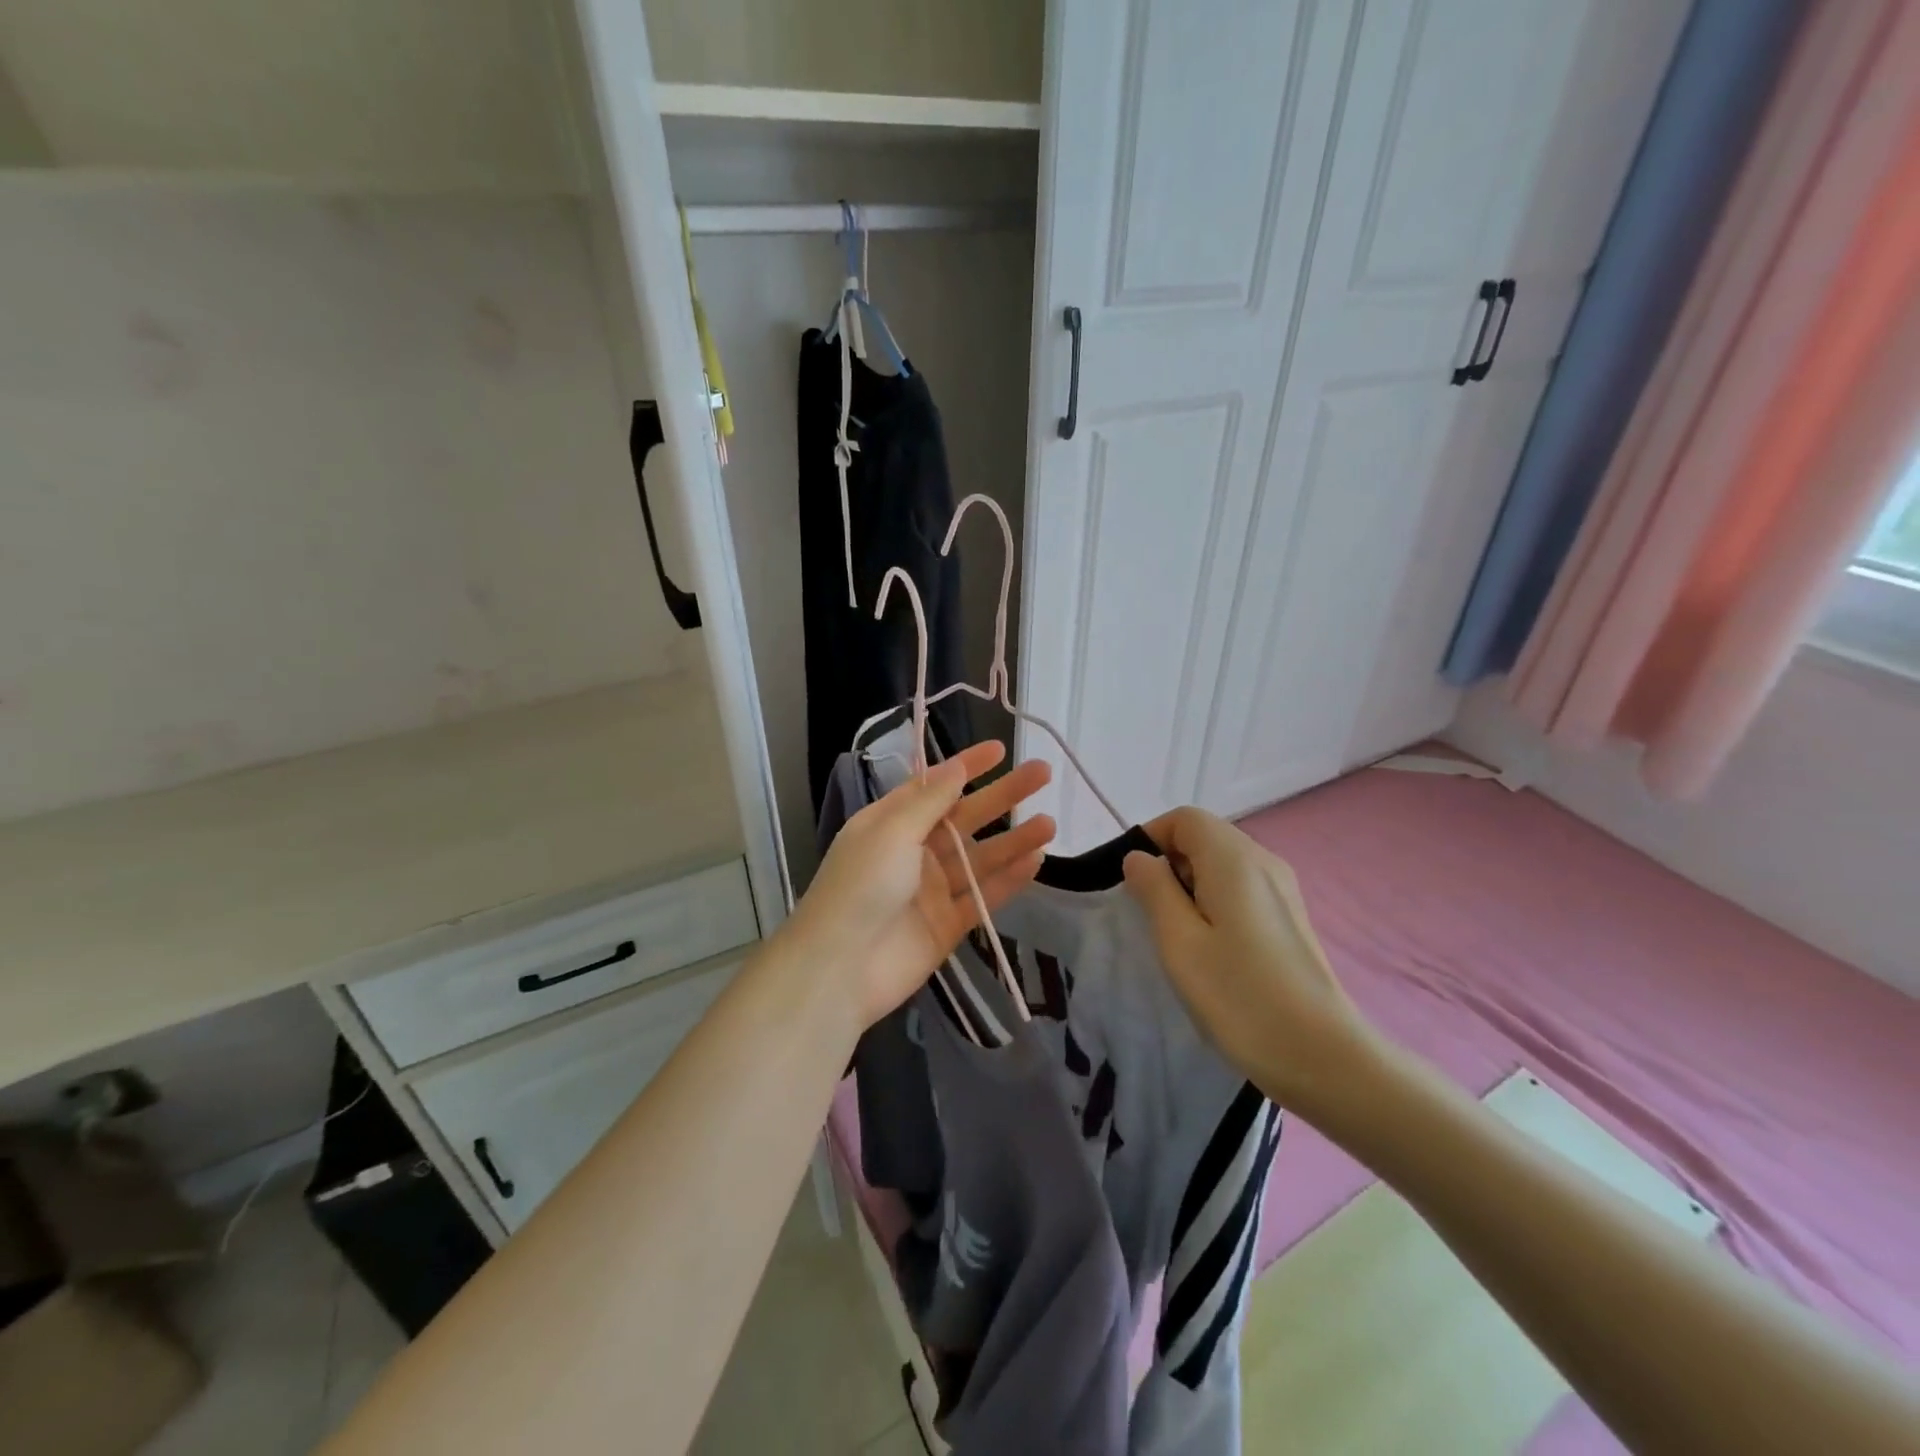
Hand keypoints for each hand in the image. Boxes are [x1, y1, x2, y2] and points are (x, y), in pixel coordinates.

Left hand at [787, 741, 1054, 1030]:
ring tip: (1050, 823)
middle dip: (1002, 796)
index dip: (966, 765)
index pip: (934, 786)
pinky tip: (1036, 860)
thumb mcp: (892, 831)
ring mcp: (931, 889)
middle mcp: (912, 851)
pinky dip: (1009, 879)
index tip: (1000, 749)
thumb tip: (955, 765)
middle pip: (965, 817)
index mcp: (890, 823)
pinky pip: (984, 896)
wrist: (840, 968)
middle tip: (1042, 773)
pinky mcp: (948, 924)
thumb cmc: (861, 886)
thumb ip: (930, 801)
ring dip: (1013, 839)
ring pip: (980, 857)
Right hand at [1122, 807, 1377, 1117]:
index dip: (1151, 839)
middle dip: (1170, 864)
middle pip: (1205, 838)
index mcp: (1234, 859)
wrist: (1323, 1057)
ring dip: (1191, 886)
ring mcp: (1284, 890)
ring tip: (1179, 937)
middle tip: (1151, 915)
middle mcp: (1264, 861)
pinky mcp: (1291, 918)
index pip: (1184, 818)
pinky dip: (1216, 903)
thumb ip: (1154, 890)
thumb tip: (1140, 858)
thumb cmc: (1240, 996)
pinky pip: (1242, 889)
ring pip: (1223, 865)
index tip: (1132, 882)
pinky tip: (1213, 949)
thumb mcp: (1179, 942)